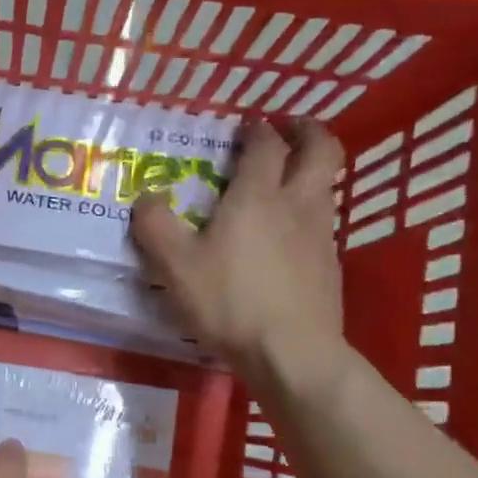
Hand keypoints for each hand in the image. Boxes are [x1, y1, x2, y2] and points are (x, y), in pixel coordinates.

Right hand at [132, 119, 352, 398]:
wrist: (292, 352)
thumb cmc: (230, 302)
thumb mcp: (176, 266)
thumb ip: (156, 226)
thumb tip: (147, 196)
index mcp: (257, 196)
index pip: (265, 145)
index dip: (256, 129)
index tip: (246, 124)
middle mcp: (297, 204)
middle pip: (321, 150)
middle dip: (307, 131)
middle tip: (289, 129)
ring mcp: (321, 234)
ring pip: (327, 185)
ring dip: (312, 170)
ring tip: (288, 178)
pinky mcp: (331, 265)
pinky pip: (324, 221)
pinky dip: (310, 210)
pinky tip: (290, 234)